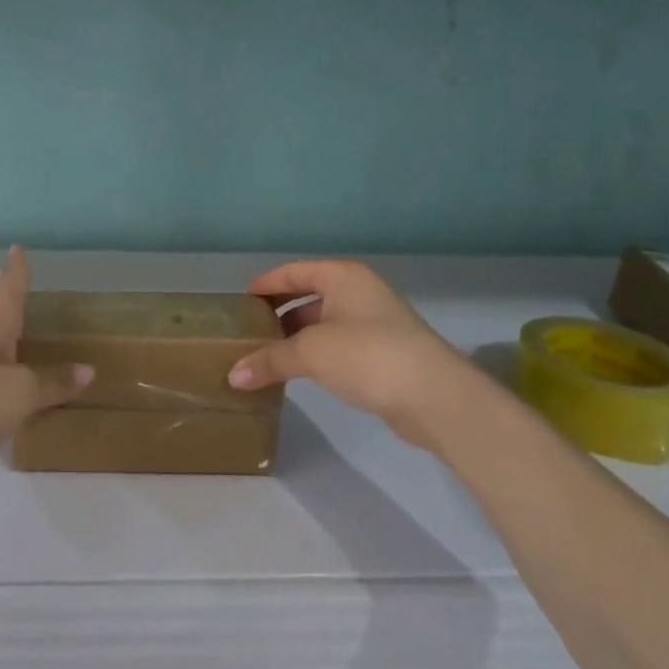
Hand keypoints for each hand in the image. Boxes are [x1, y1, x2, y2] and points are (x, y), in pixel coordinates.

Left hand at [0, 247, 91, 494]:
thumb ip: (52, 382)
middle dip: (13, 306)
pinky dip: (6, 382)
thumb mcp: (19, 393)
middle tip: (32, 293)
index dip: (16, 271)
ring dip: (11, 346)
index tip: (17, 247)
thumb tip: (87, 369)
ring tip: (32, 342)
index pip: (8, 291)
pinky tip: (16, 395)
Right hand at [228, 260, 474, 446]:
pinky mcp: (382, 353)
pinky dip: (315, 355)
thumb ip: (270, 360)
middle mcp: (359, 292)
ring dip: (295, 338)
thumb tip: (233, 376)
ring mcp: (374, 323)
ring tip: (265, 355)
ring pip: (323, 323)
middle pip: (308, 296)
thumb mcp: (312, 352)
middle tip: (248, 331)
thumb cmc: (368, 355)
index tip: (240, 302)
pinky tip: (297, 373)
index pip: (294, 272)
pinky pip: (337, 346)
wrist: (435, 396)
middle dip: (278, 313)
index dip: (266, 284)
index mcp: (343, 277)